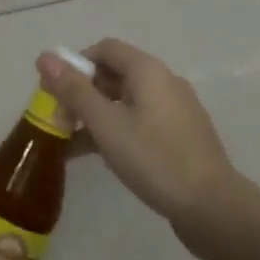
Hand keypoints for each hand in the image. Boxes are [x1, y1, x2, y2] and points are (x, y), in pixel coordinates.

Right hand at [37, 40, 252, 259]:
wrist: (215, 211)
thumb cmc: (155, 159)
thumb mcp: (105, 124)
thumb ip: (74, 90)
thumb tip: (45, 56)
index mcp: (147, 70)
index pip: (104, 49)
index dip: (76, 63)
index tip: (55, 91)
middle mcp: (163, 82)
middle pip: (113, 74)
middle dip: (82, 93)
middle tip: (59, 120)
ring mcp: (175, 112)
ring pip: (125, 102)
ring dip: (95, 116)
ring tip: (69, 144)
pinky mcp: (180, 139)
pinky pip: (139, 123)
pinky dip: (116, 131)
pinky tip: (98, 157)